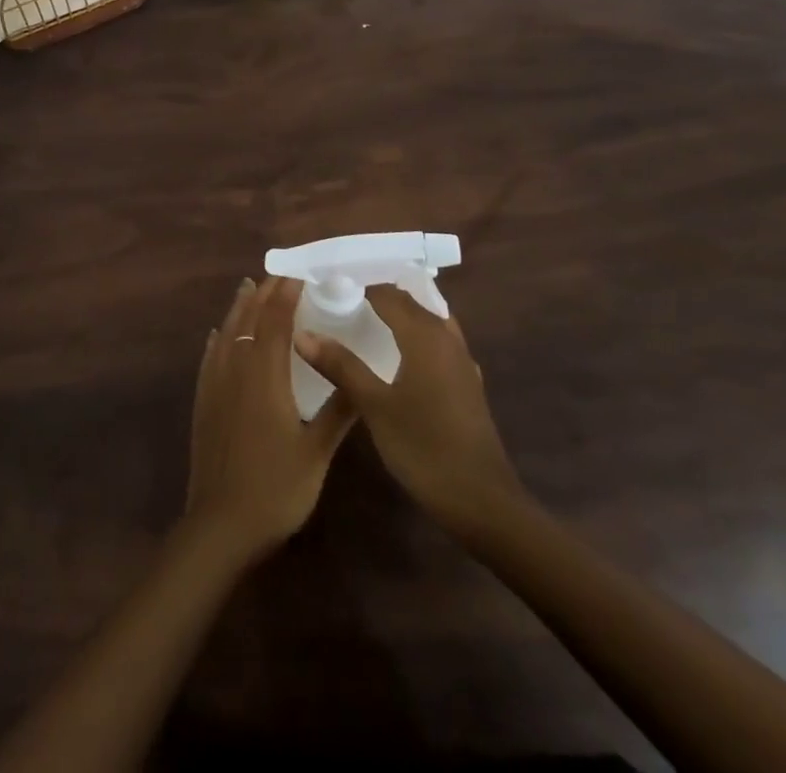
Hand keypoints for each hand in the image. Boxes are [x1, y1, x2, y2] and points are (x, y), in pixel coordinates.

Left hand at [185, 276, 353, 563]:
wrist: (220, 525)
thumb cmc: (275, 489)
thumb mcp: (316, 453)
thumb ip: (338, 412)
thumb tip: (361, 379)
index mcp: (265, 376)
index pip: (275, 322)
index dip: (285, 295)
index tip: (298, 275)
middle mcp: (236, 370)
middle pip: (248, 320)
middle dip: (263, 294)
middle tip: (277, 275)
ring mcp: (215, 385)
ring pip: (226, 333)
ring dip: (239, 308)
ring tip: (248, 288)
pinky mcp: (204, 402)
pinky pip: (209, 357)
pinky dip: (218, 338)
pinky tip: (218, 335)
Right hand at [294, 283, 519, 540]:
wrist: (483, 503)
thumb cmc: (425, 448)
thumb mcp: (375, 406)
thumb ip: (341, 365)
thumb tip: (303, 333)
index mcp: (425, 335)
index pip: (388, 293)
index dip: (358, 283)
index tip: (327, 283)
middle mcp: (447, 339)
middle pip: (410, 302)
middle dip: (378, 294)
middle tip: (339, 296)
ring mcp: (461, 362)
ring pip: (428, 320)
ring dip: (401, 313)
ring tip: (364, 317)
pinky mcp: (466, 384)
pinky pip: (438, 342)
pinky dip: (415, 335)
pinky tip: (397, 354)